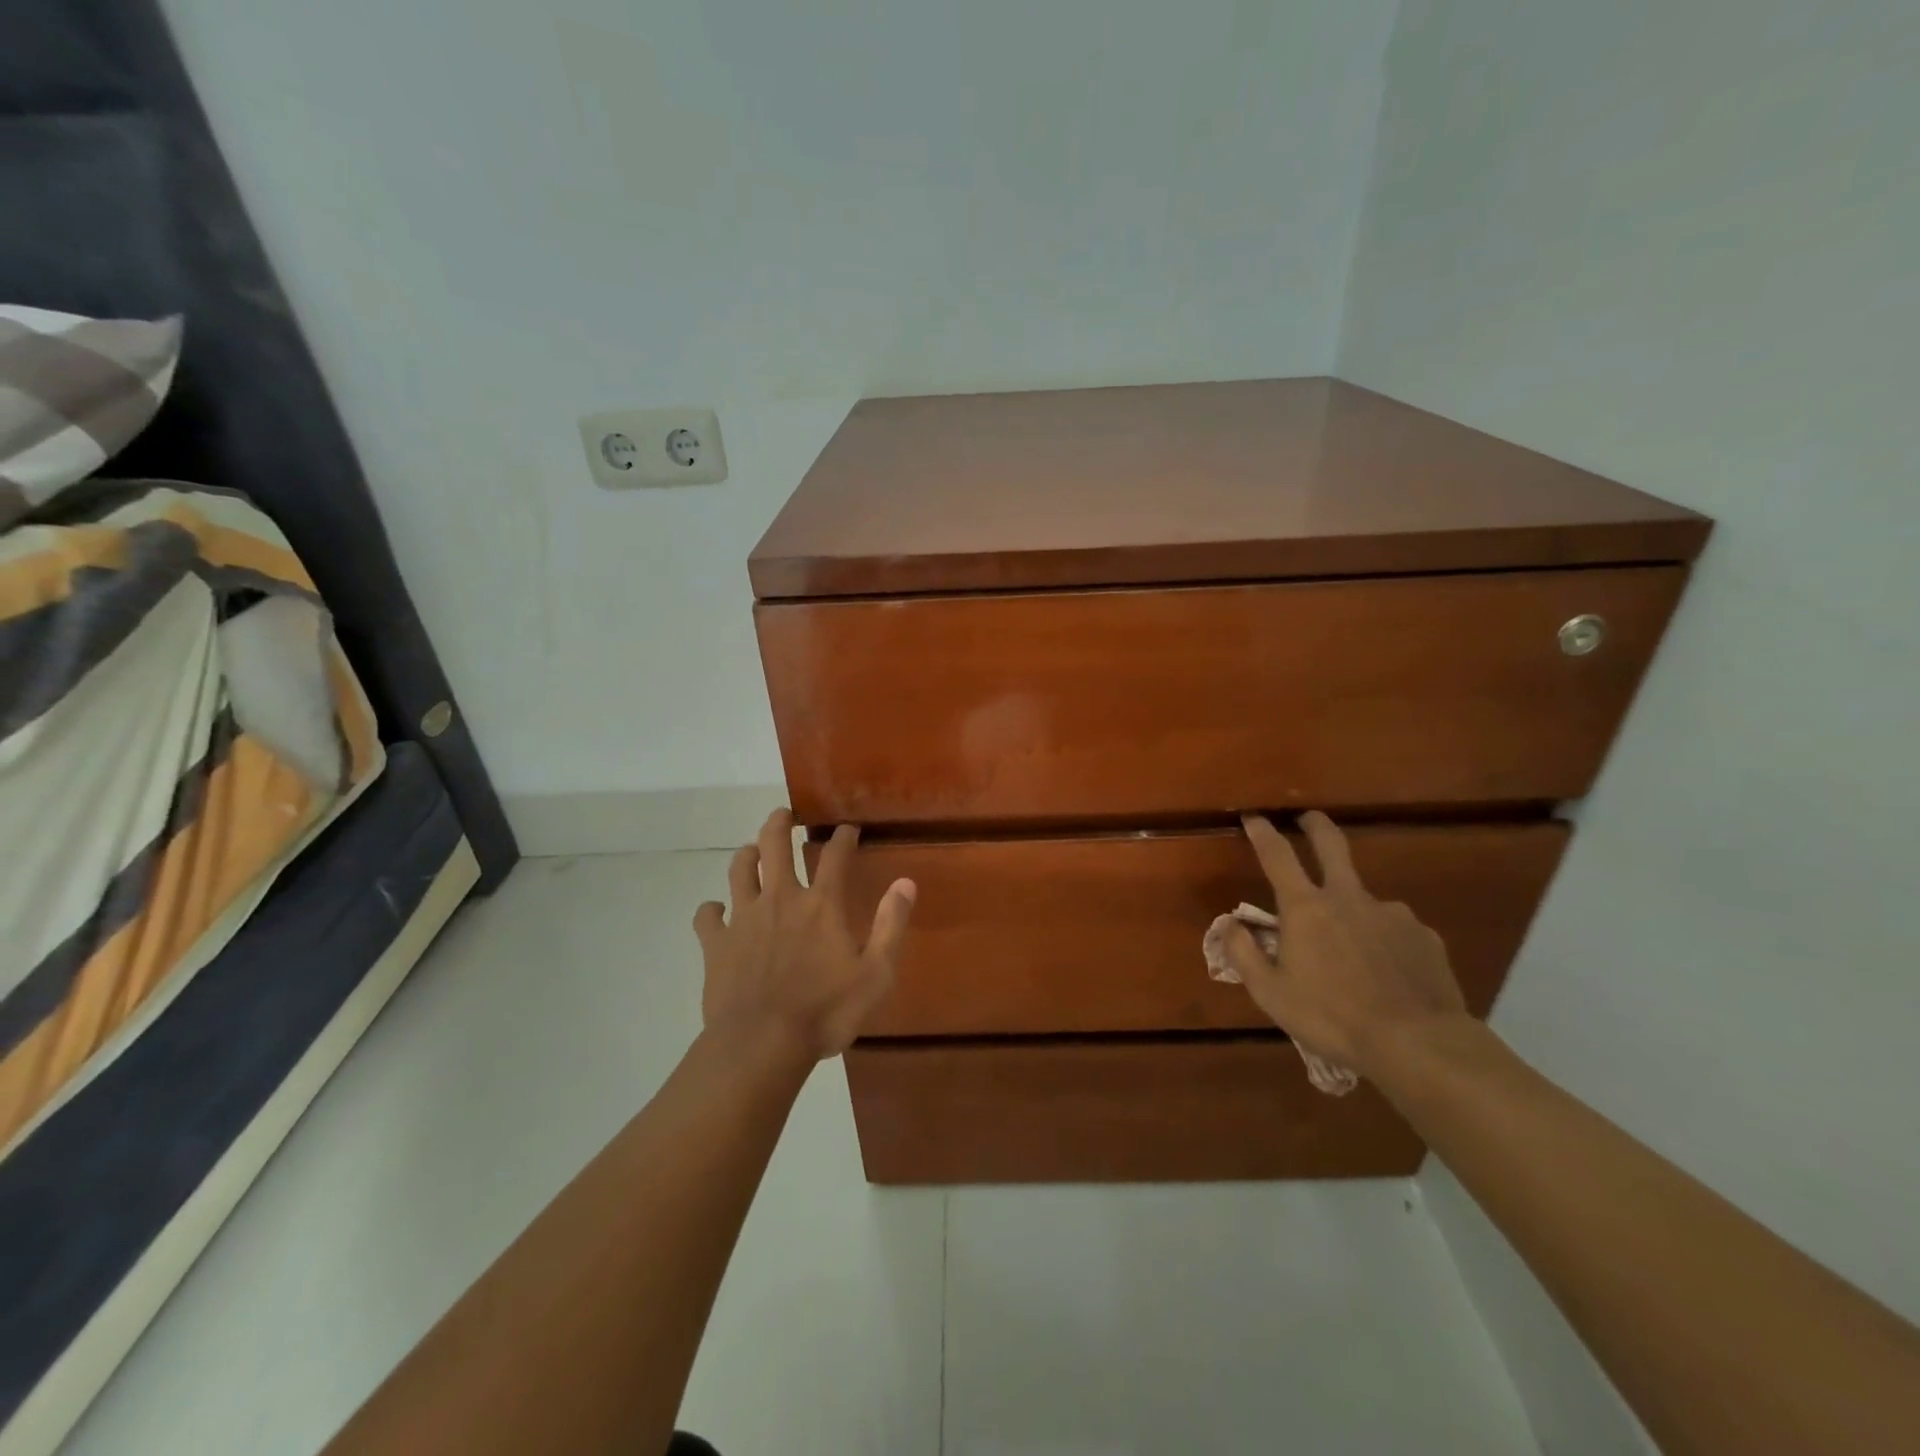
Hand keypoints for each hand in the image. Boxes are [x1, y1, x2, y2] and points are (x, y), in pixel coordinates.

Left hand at [693, 809, 915, 1062]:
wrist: (762, 1044)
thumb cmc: (825, 1012)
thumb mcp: (875, 974)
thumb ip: (891, 925)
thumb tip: (906, 882)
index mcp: (821, 904)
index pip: (835, 855)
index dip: (844, 836)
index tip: (848, 827)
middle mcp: (781, 898)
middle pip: (775, 845)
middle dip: (780, 823)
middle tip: (784, 815)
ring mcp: (744, 918)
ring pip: (739, 869)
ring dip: (747, 854)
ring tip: (752, 851)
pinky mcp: (716, 943)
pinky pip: (707, 915)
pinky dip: (712, 909)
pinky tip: (717, 912)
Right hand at [1224, 811, 1469, 1079]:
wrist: (1417, 1043)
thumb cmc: (1331, 1017)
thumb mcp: (1270, 993)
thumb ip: (1243, 953)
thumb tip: (1229, 923)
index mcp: (1306, 908)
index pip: (1277, 855)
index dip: (1262, 832)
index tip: (1254, 816)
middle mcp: (1348, 898)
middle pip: (1331, 844)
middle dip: (1315, 824)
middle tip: (1308, 818)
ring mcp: (1391, 914)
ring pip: (1364, 900)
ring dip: (1352, 911)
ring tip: (1354, 954)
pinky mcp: (1423, 935)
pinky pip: (1395, 930)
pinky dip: (1384, 941)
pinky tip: (1387, 973)